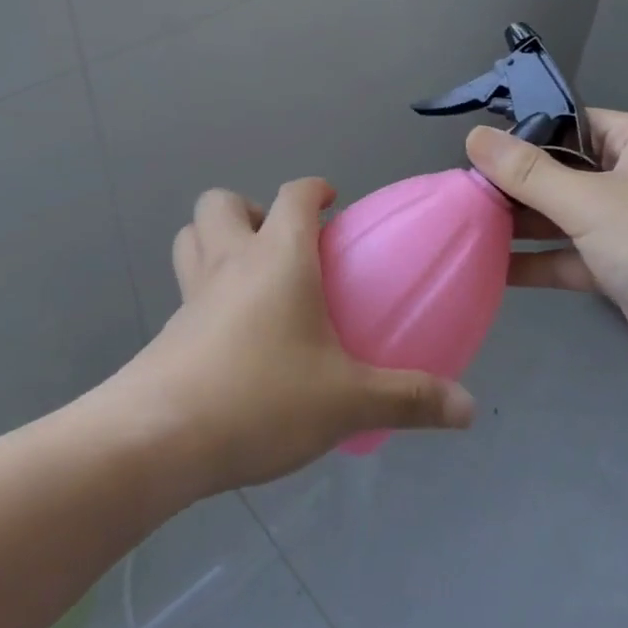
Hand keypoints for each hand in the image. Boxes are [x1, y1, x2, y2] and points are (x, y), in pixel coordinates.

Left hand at [111, 178, 476, 495]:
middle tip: (282, 247)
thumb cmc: (262, 398)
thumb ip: (410, 399)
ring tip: (252, 278)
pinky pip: (186, 288)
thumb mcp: (348, 402)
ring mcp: (192, 294)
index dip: (314, 189)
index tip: (332, 202)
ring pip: (192, 236)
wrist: (159, 439)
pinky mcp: (169, 330)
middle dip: (251, 209)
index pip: (294, 195)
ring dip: (217, 239)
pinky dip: (207, 291)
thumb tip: (468, 408)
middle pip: (221, 201)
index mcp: (277, 258)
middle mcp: (230, 262)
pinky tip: (233, 336)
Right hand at [464, 112, 627, 388]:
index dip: (520, 134)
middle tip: (457, 195)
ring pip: (561, 217)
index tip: (471, 153)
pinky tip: (490, 270)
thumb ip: (528, 172)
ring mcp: (626, 226)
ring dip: (519, 225)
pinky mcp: (621, 270)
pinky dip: (536, 262)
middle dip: (512, 184)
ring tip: (463, 228)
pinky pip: (569, 256)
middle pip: (558, 171)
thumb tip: (474, 136)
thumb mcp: (590, 201)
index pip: (567, 123)